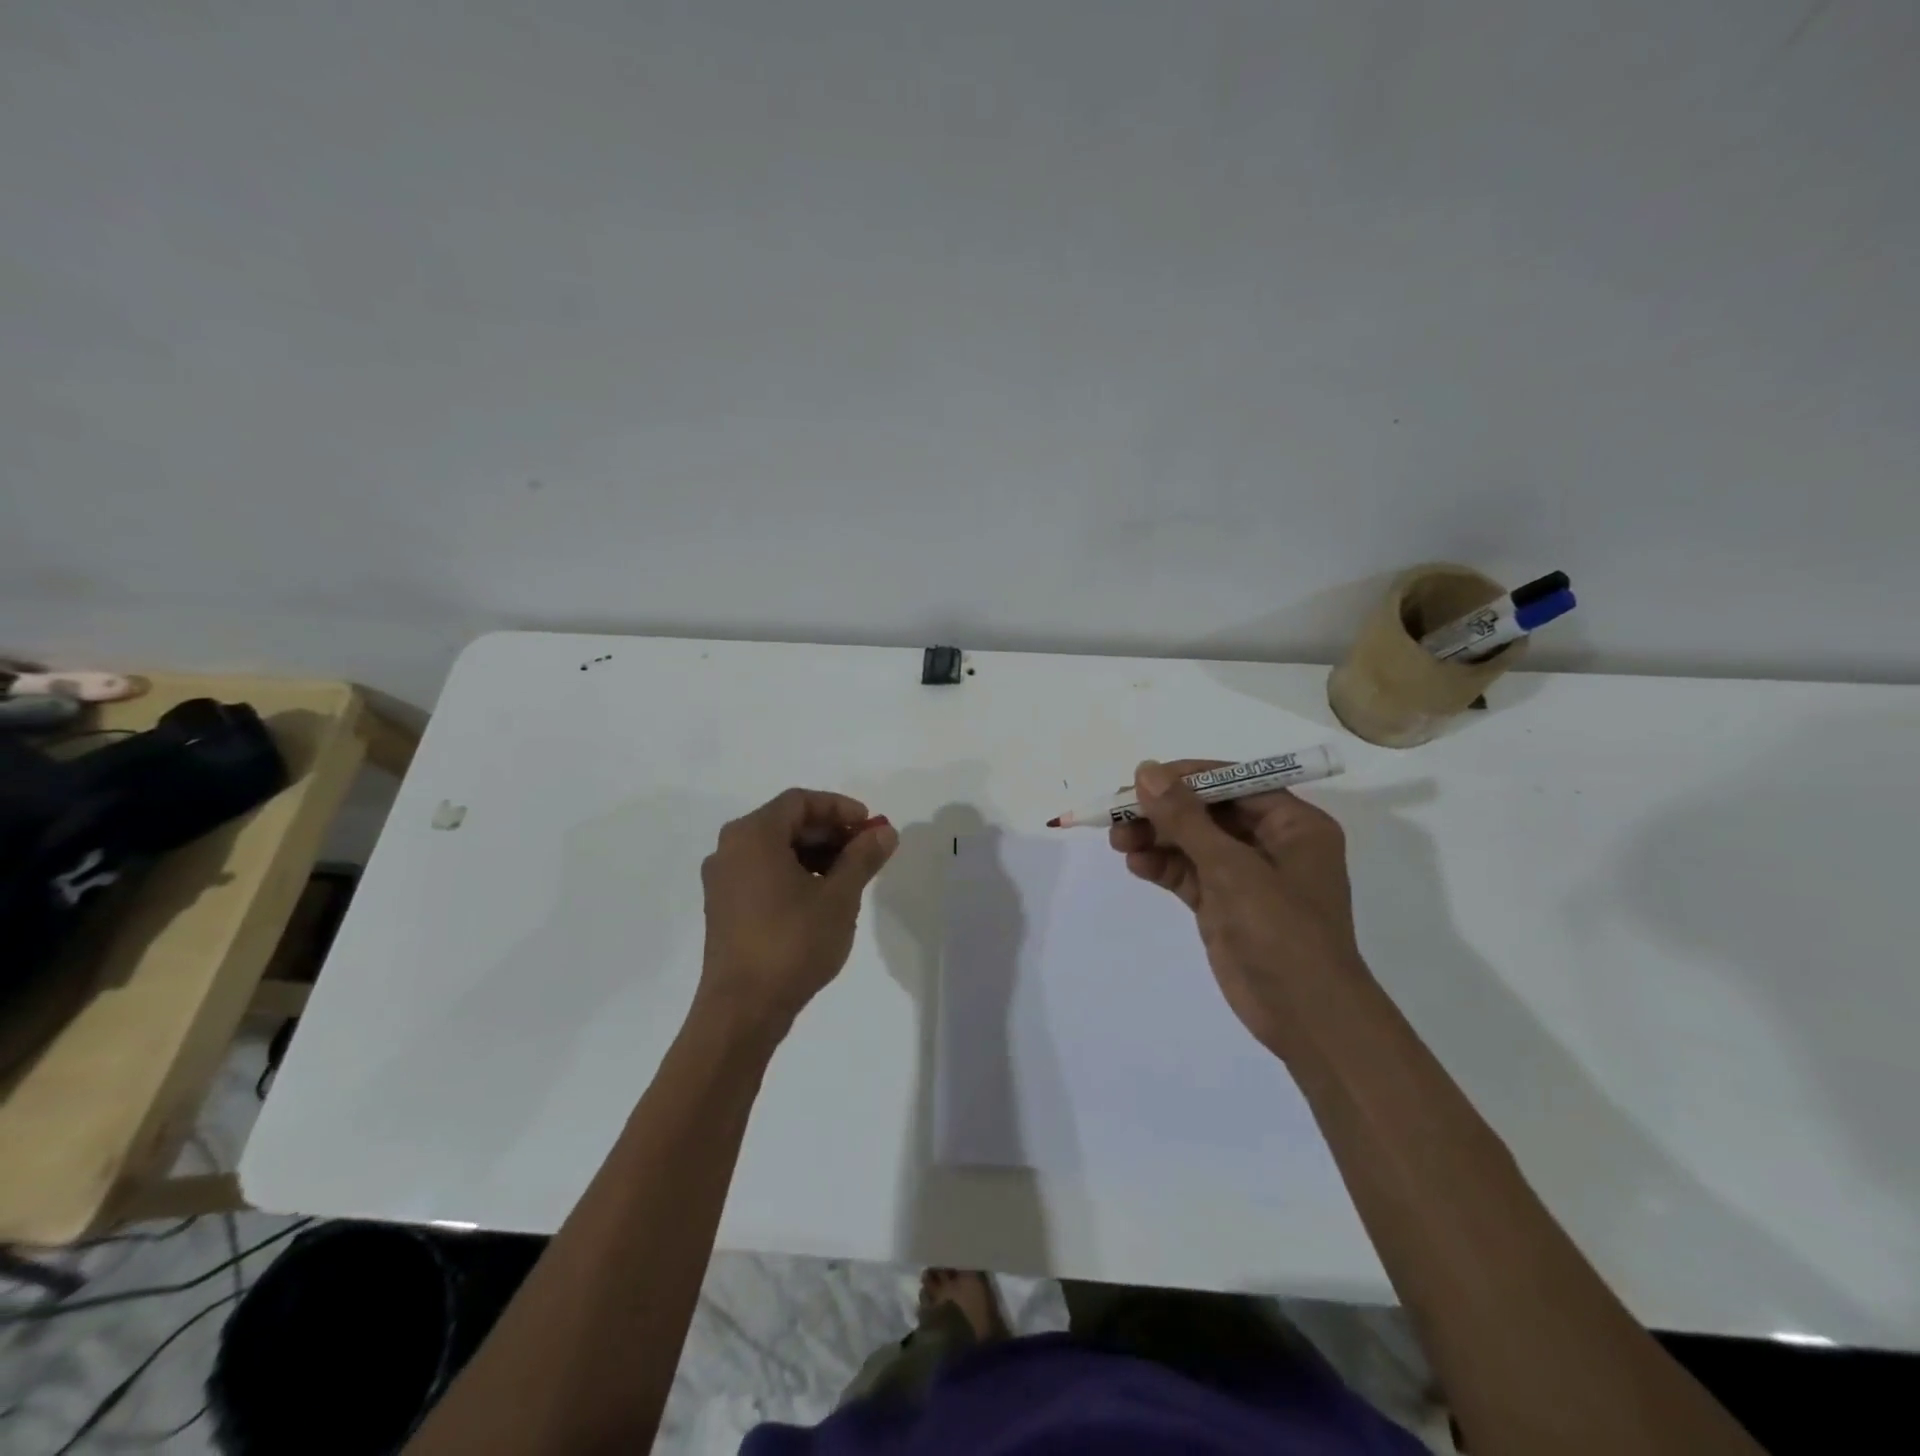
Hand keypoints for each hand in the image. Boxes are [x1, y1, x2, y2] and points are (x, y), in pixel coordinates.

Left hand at [697, 788, 898, 1041]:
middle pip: (786, 822)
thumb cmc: (792, 942)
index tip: (870, 826)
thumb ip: (863, 857)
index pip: (800, 801)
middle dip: (830, 832)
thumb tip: (885, 831)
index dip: (840, 808)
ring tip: (849, 876)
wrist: (742, 1010)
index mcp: (753, 835)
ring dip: (815, 853)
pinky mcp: (723, 907)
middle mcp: (730, 849)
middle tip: (866, 851)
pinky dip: (794, 873)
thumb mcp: (839, 897)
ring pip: (775, 849)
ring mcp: (722, 880)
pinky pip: (763, 872)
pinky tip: (822, 897)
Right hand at [1109, 759, 1364, 1058]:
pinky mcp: (1225, 905)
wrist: (1306, 1018)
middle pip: (1208, 812)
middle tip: (1119, 814)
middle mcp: (1272, 844)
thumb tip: (1146, 771)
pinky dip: (1162, 867)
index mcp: (1294, 824)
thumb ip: (1185, 818)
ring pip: (1193, 843)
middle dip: (1164, 813)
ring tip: (1118, 841)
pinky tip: (1136, 865)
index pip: (1234, 782)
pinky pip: (1188, 874)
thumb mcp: (1231, 868)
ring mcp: (1247, 877)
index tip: (1142, 780)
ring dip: (1156, 839)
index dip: (1187, 777)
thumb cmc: (1281, 931)